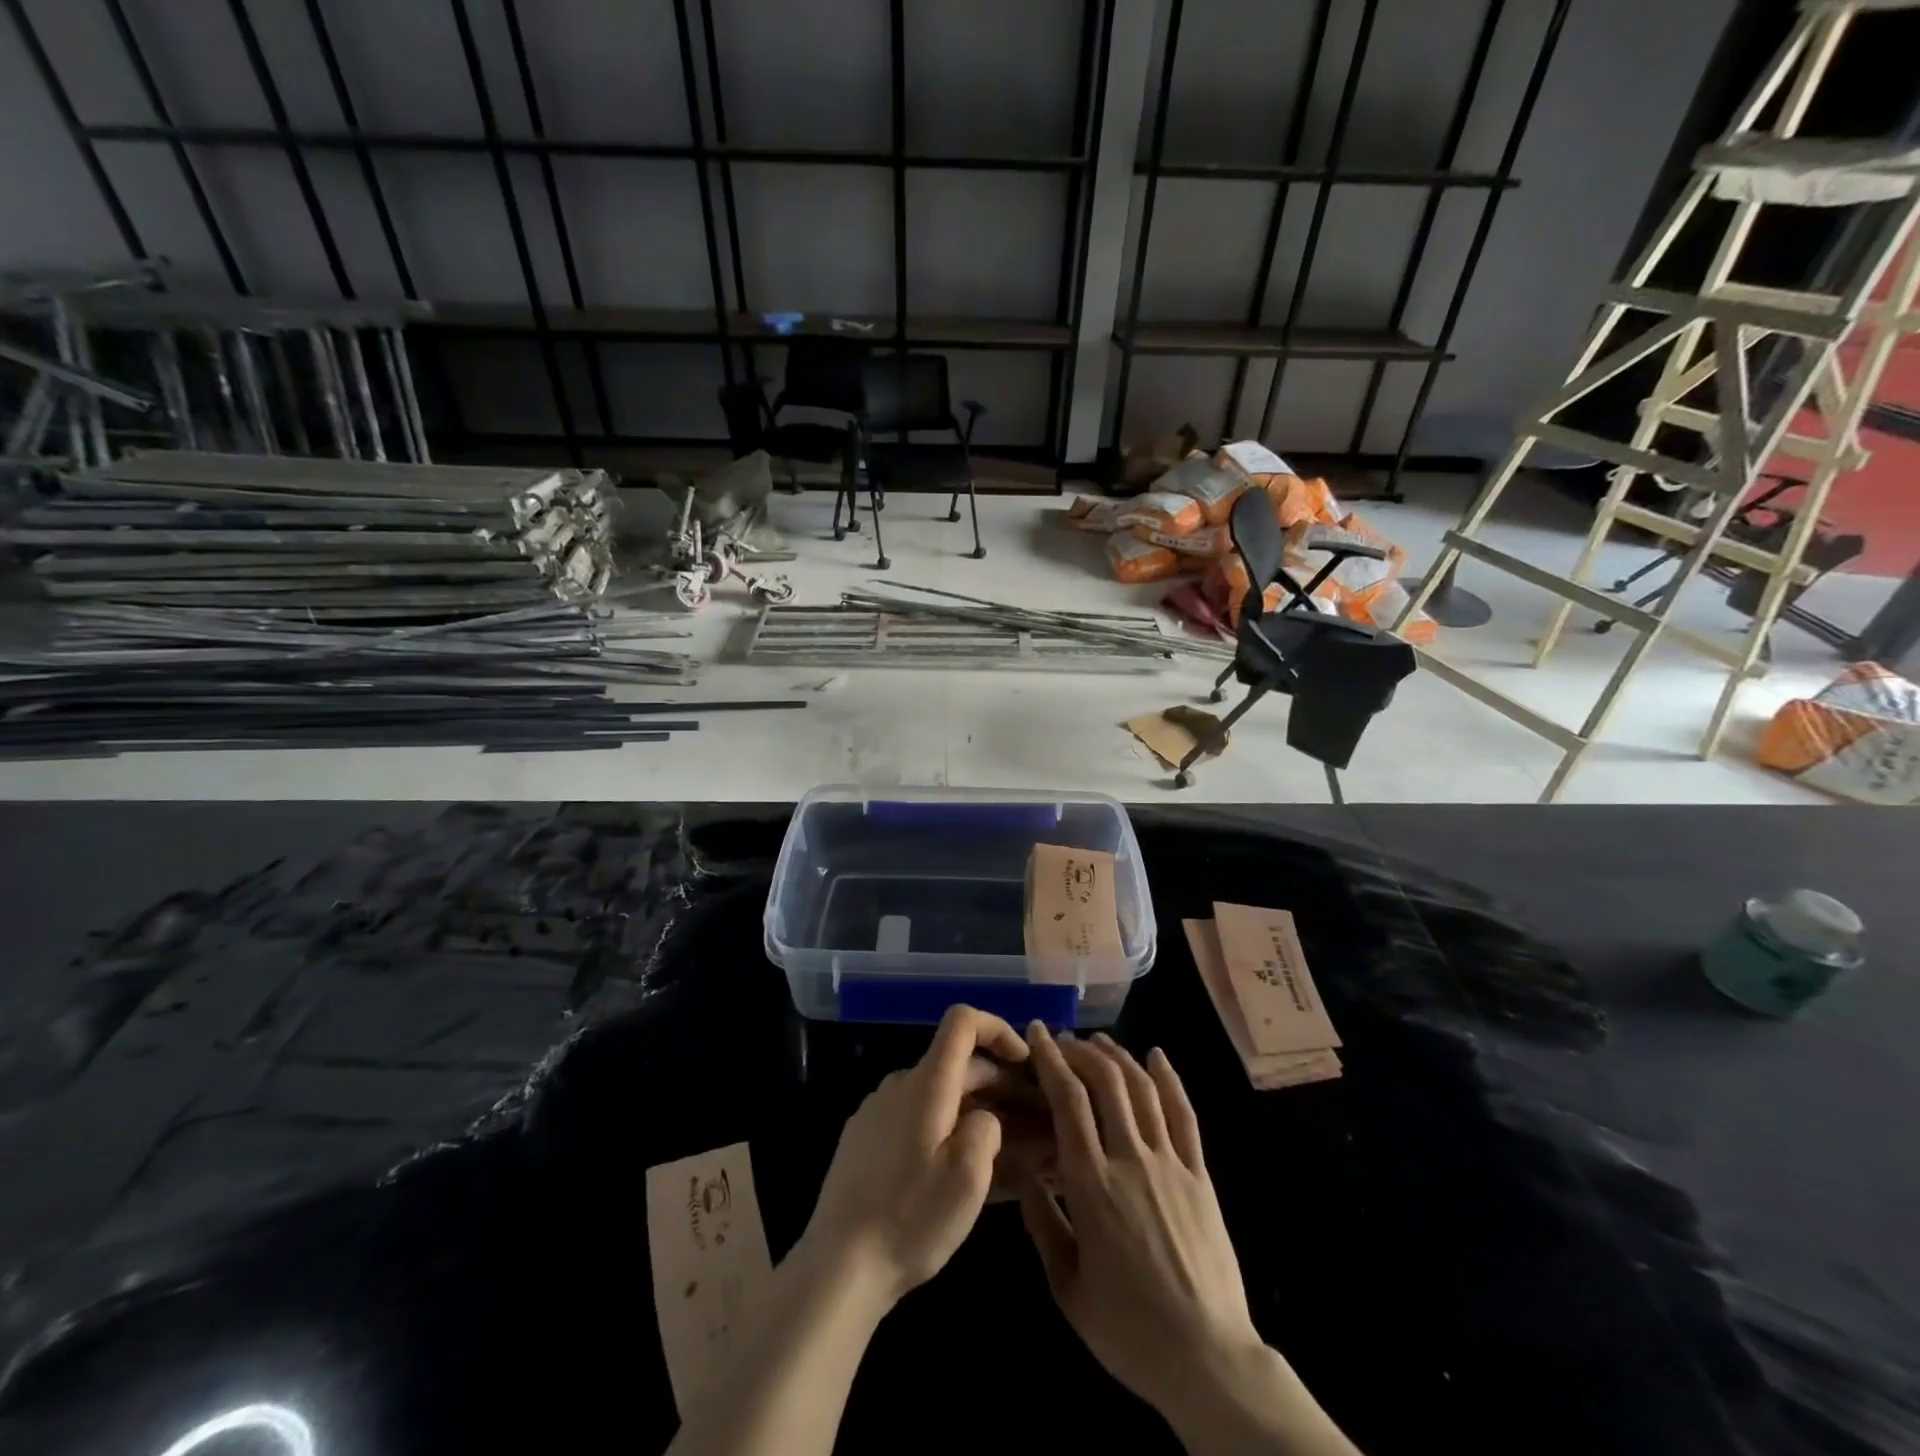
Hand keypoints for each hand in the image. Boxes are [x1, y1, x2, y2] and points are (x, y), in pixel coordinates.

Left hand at [799, 1005, 1028, 1305]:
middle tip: (1033, 1121)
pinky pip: (916, 1119)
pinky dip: (946, 1130)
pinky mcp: (865, 1140)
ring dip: (975, 1111)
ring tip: (1005, 1153)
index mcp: (926, 1083)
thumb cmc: (910, 1218)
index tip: (1024, 1062)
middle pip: (956, 1064)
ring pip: (938, 1095)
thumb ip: (987, 1128)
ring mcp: (878, 1112)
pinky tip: (960, 1171)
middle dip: (999, 1084)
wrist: (839, 1266)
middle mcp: (899, 1085)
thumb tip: (985, 1117)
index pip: (962, 1021)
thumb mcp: (968, 1177)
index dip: (997, 1029)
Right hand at [1019, 1026, 1261, 1419]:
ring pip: (1143, 1089)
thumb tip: (1022, 1170)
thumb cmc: (1128, 1330)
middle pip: (1106, 1083)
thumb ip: (1041, 1222)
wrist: (1208, 1360)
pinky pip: (1184, 1115)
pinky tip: (1157, 1056)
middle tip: (1063, 1040)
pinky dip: (1170, 1078)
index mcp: (1092, 1185)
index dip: (1051, 1060)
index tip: (1037, 1033)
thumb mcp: (1068, 1286)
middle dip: (1081, 1051)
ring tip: (1099, 1041)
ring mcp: (1171, 1164)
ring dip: (1119, 1057)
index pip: (1068, 1101)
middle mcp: (1131, 1160)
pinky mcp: (1200, 1175)